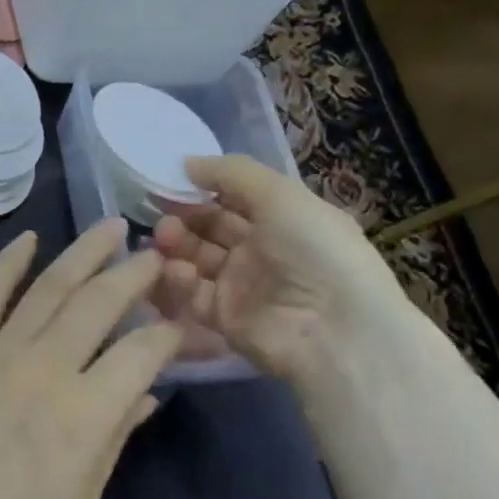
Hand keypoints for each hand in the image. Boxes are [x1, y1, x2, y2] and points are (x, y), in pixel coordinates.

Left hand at [0, 221, 180, 498]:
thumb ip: (115, 440)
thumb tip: (147, 393)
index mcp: (84, 417)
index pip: (142, 353)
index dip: (169, 333)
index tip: (181, 322)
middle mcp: (44, 369)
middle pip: (99, 304)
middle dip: (134, 274)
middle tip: (154, 254)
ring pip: (49, 287)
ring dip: (84, 253)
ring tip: (110, 227)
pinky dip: (9, 262)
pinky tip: (30, 239)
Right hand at [152, 155, 413, 385]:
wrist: (336, 334)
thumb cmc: (314, 251)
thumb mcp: (280, 195)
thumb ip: (231, 172)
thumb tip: (186, 163)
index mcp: (282, 218)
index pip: (233, 197)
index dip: (201, 188)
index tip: (169, 180)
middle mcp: (261, 250)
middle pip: (209, 227)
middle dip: (183, 216)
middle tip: (162, 215)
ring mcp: (242, 285)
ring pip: (196, 258)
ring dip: (176, 245)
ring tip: (165, 239)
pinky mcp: (225, 319)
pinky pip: (193, 294)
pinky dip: (180, 281)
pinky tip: (179, 271)